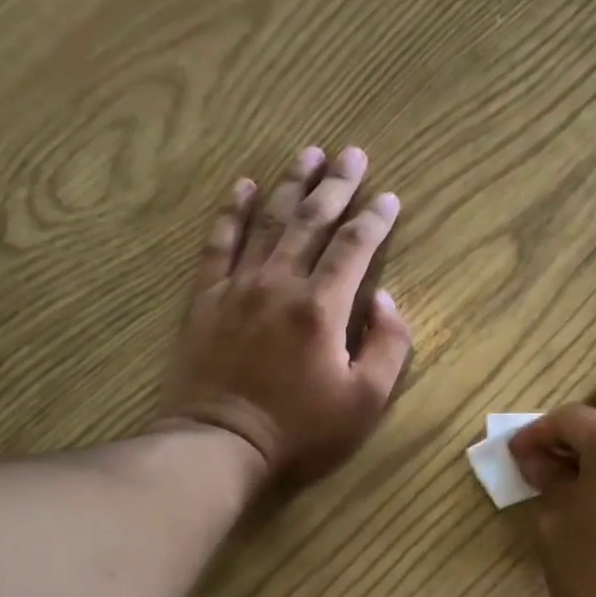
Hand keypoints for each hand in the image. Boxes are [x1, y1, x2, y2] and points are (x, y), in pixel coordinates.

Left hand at [155, 145, 412, 486]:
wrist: (219, 443)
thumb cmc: (300, 429)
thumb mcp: (365, 401)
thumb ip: (387, 346)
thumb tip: (385, 299)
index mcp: (322, 306)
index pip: (354, 247)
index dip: (375, 219)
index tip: (389, 197)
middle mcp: (281, 282)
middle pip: (312, 220)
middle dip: (336, 184)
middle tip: (352, 153)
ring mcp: (238, 285)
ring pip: (268, 221)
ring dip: (291, 184)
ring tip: (308, 153)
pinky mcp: (206, 297)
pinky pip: (219, 242)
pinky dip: (231, 211)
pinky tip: (243, 185)